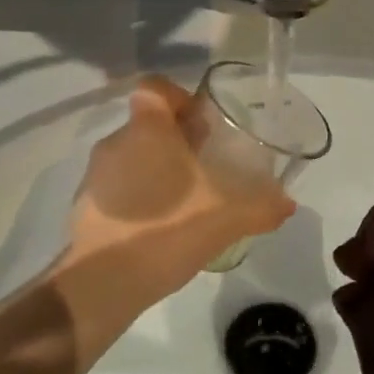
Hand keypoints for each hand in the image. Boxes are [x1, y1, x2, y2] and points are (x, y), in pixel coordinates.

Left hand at [62, 77, 294, 308]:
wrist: (101, 285)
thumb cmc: (165, 231)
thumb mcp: (226, 218)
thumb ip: (261, 206)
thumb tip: (288, 203)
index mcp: (147, 130)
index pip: (155, 88)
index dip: (180, 97)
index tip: (203, 124)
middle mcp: (116, 143)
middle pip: (149, 125)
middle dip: (178, 141)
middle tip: (207, 166)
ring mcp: (95, 176)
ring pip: (133, 157)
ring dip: (158, 170)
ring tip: (187, 200)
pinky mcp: (85, 207)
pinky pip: (118, 187)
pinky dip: (139, 198)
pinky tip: (162, 227)